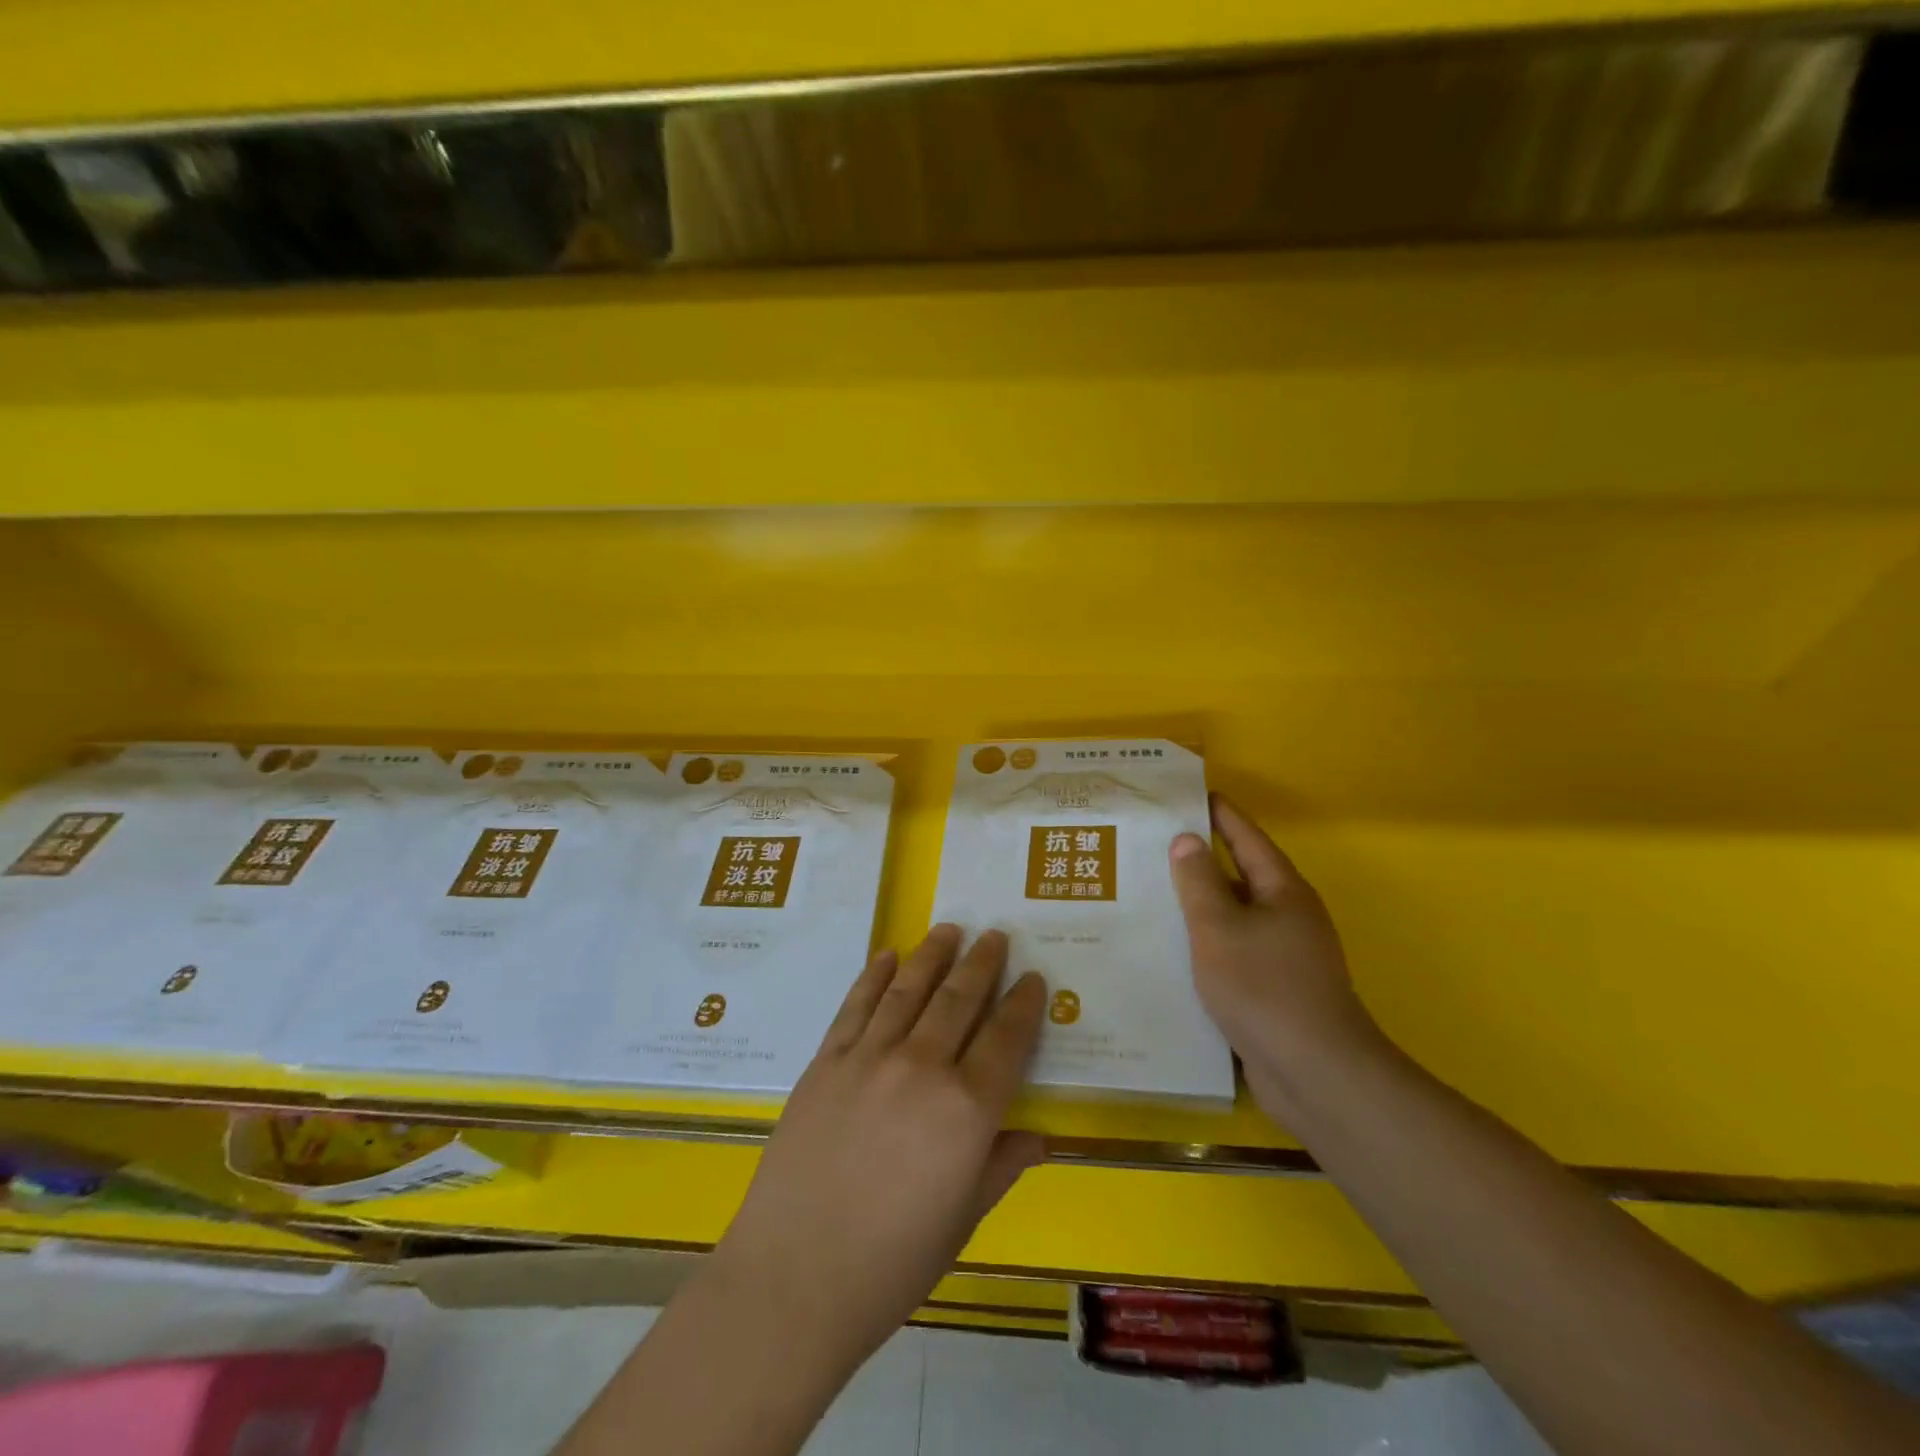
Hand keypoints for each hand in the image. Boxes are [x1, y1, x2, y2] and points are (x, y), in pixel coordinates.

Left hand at [711, 925, 1047, 1375]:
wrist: (793, 1277)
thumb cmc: (891, 1264)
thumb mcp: (962, 1221)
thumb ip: (1000, 1167)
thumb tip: (1036, 1137)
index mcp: (967, 1110)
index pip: (1007, 1039)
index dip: (1023, 1004)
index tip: (1033, 978)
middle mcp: (923, 1067)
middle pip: (961, 999)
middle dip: (983, 963)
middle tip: (995, 936)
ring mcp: (870, 1057)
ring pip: (910, 988)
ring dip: (933, 954)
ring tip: (950, 929)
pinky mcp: (827, 1060)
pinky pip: (857, 1005)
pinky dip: (874, 974)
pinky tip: (888, 955)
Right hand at [1169, 794, 1384, 1115]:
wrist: (1315, 1074)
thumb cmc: (1264, 987)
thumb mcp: (1219, 928)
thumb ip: (1199, 882)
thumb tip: (1187, 840)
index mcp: (1282, 892)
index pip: (1247, 838)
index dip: (1219, 814)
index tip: (1190, 794)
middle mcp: (1287, 917)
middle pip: (1239, 877)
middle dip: (1200, 862)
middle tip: (1152, 846)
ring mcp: (1283, 956)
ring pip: (1232, 919)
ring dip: (1197, 907)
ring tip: (1150, 895)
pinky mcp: (1273, 991)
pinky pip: (1231, 953)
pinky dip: (1204, 946)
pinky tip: (1170, 952)